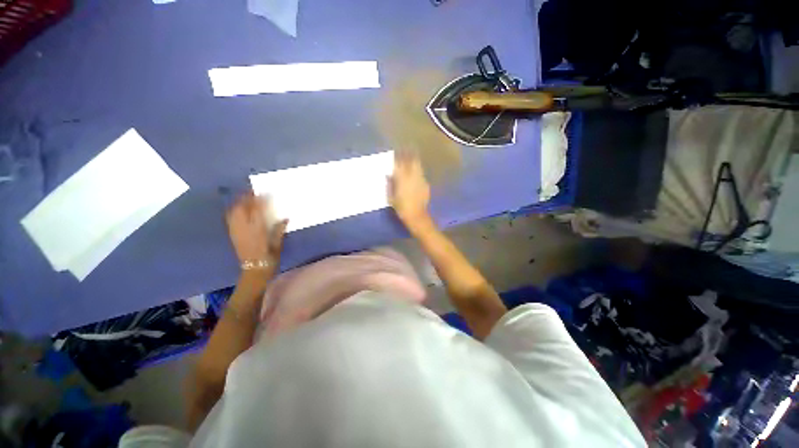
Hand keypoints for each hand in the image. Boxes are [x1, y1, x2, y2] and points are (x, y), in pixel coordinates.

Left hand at [225, 193, 287, 274]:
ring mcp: (236, 231)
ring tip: (245, 197)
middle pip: (242, 208)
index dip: (261, 199)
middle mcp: (245, 227)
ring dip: (239, 202)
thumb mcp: (278, 243)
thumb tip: (285, 218)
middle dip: (247, 198)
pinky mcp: (232, 235)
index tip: (266, 192)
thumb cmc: (270, 256)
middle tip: (253, 191)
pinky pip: (230, 218)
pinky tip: (238, 209)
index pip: (258, 209)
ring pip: (234, 212)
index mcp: (258, 228)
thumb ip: (280, 229)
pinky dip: (234, 211)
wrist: (255, 269)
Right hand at [388, 151, 430, 228]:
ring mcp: (421, 180)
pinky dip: (418, 171)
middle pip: (412, 161)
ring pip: (418, 166)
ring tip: (412, 158)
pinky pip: (421, 174)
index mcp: (402, 178)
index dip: (398, 156)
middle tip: (406, 149)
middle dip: (409, 154)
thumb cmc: (401, 208)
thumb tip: (388, 175)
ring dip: (414, 161)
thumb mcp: (391, 197)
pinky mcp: (426, 185)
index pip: (400, 163)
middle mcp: (412, 176)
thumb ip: (390, 184)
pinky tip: (416, 173)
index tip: (396, 151)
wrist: (416, 216)